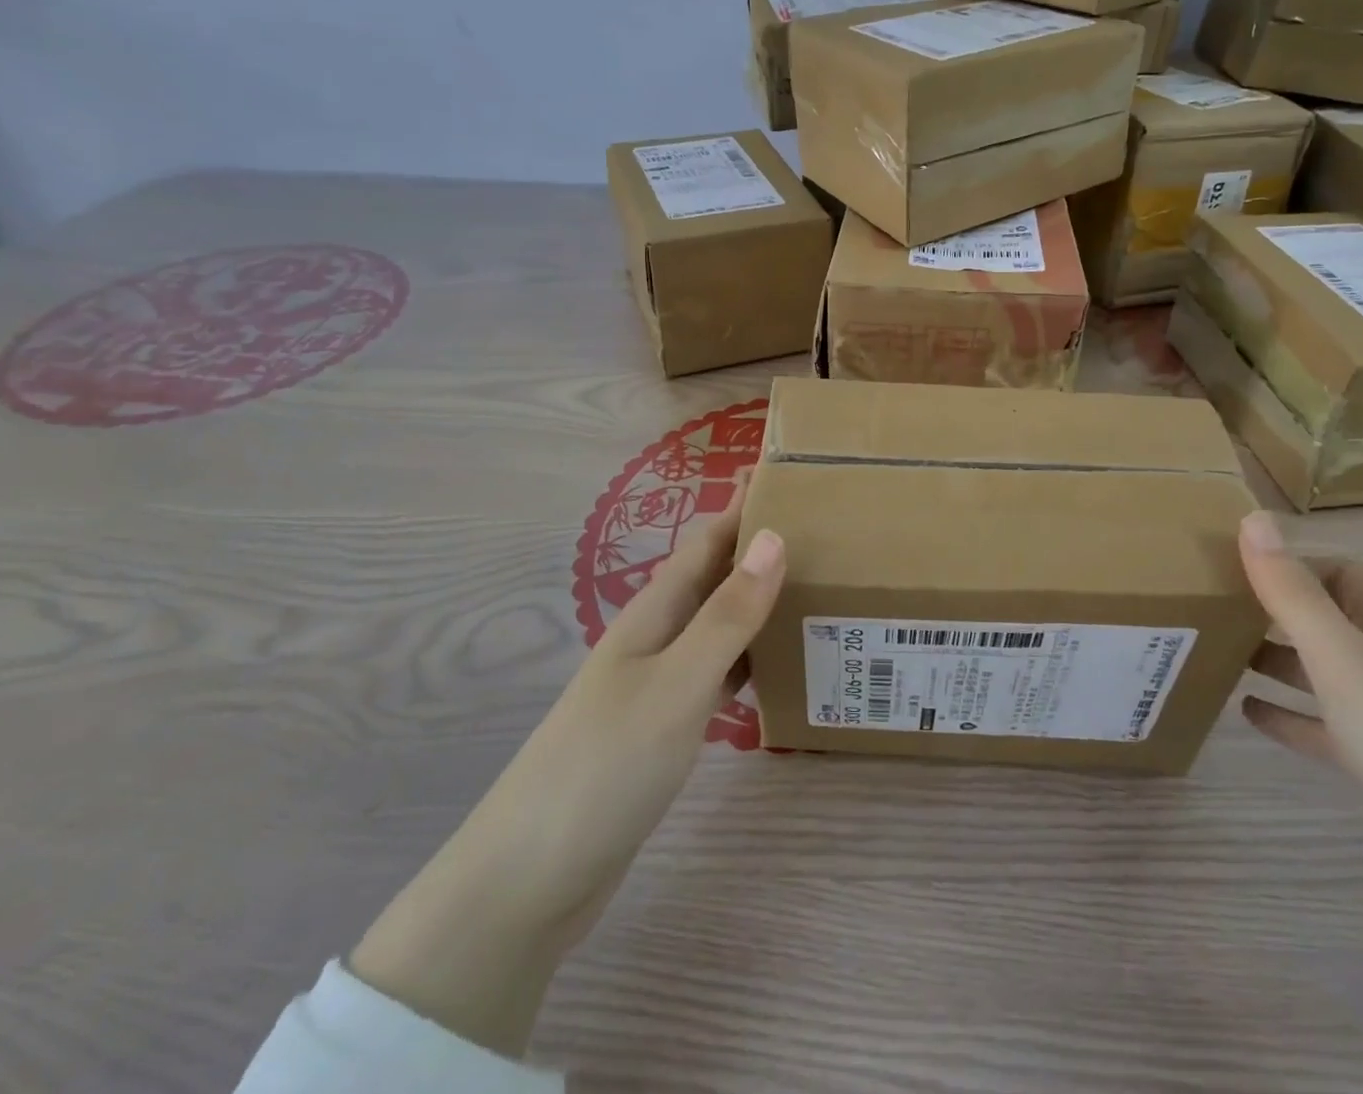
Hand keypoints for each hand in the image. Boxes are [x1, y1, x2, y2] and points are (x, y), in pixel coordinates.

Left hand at [349, 483, 784, 1059]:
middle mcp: (656, 636)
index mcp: (655, 612)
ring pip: (720, 625)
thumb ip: (728, 615)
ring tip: (822, 594)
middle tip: (832, 540)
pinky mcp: (662, 726)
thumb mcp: (678, 684)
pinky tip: (783, 669)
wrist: (530, 879)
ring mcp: (657, 683)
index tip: (798, 482)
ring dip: (762, 604)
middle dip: (764, 552)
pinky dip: (751, 659)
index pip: (708, 540)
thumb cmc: (606, 766)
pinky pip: (717, 673)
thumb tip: (775, 537)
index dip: (747, 507)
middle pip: (716, 578)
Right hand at [1238, 512, 1362, 1084]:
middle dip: (1282, 611)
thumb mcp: (1344, 660)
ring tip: (1223, 655)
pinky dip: (1291, 717)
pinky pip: (1330, 731)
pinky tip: (1249, 715)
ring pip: (1331, 676)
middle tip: (1219, 608)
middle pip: (1339, 622)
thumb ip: (1293, 593)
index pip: (1352, 574)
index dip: (1301, 563)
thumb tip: (1253, 517)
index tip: (1240, 566)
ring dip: (1281, 662)